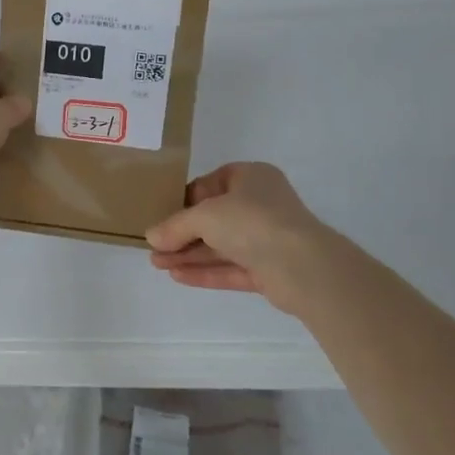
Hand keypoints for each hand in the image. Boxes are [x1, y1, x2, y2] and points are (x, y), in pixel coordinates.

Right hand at [147, 162, 326, 293]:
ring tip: (156, 264)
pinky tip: (177, 277)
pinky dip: (205, 271)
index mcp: (251, 178)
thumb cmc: (252, 221)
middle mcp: (261, 205)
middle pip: (214, 218)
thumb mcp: (204, 215)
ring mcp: (267, 238)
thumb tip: (151, 237)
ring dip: (189, 254)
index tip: (162, 214)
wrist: (303, 266)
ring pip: (221, 245)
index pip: (211, 184)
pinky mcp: (269, 270)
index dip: (185, 199)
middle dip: (182, 233)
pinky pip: (231, 268)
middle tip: (154, 245)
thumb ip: (175, 226)